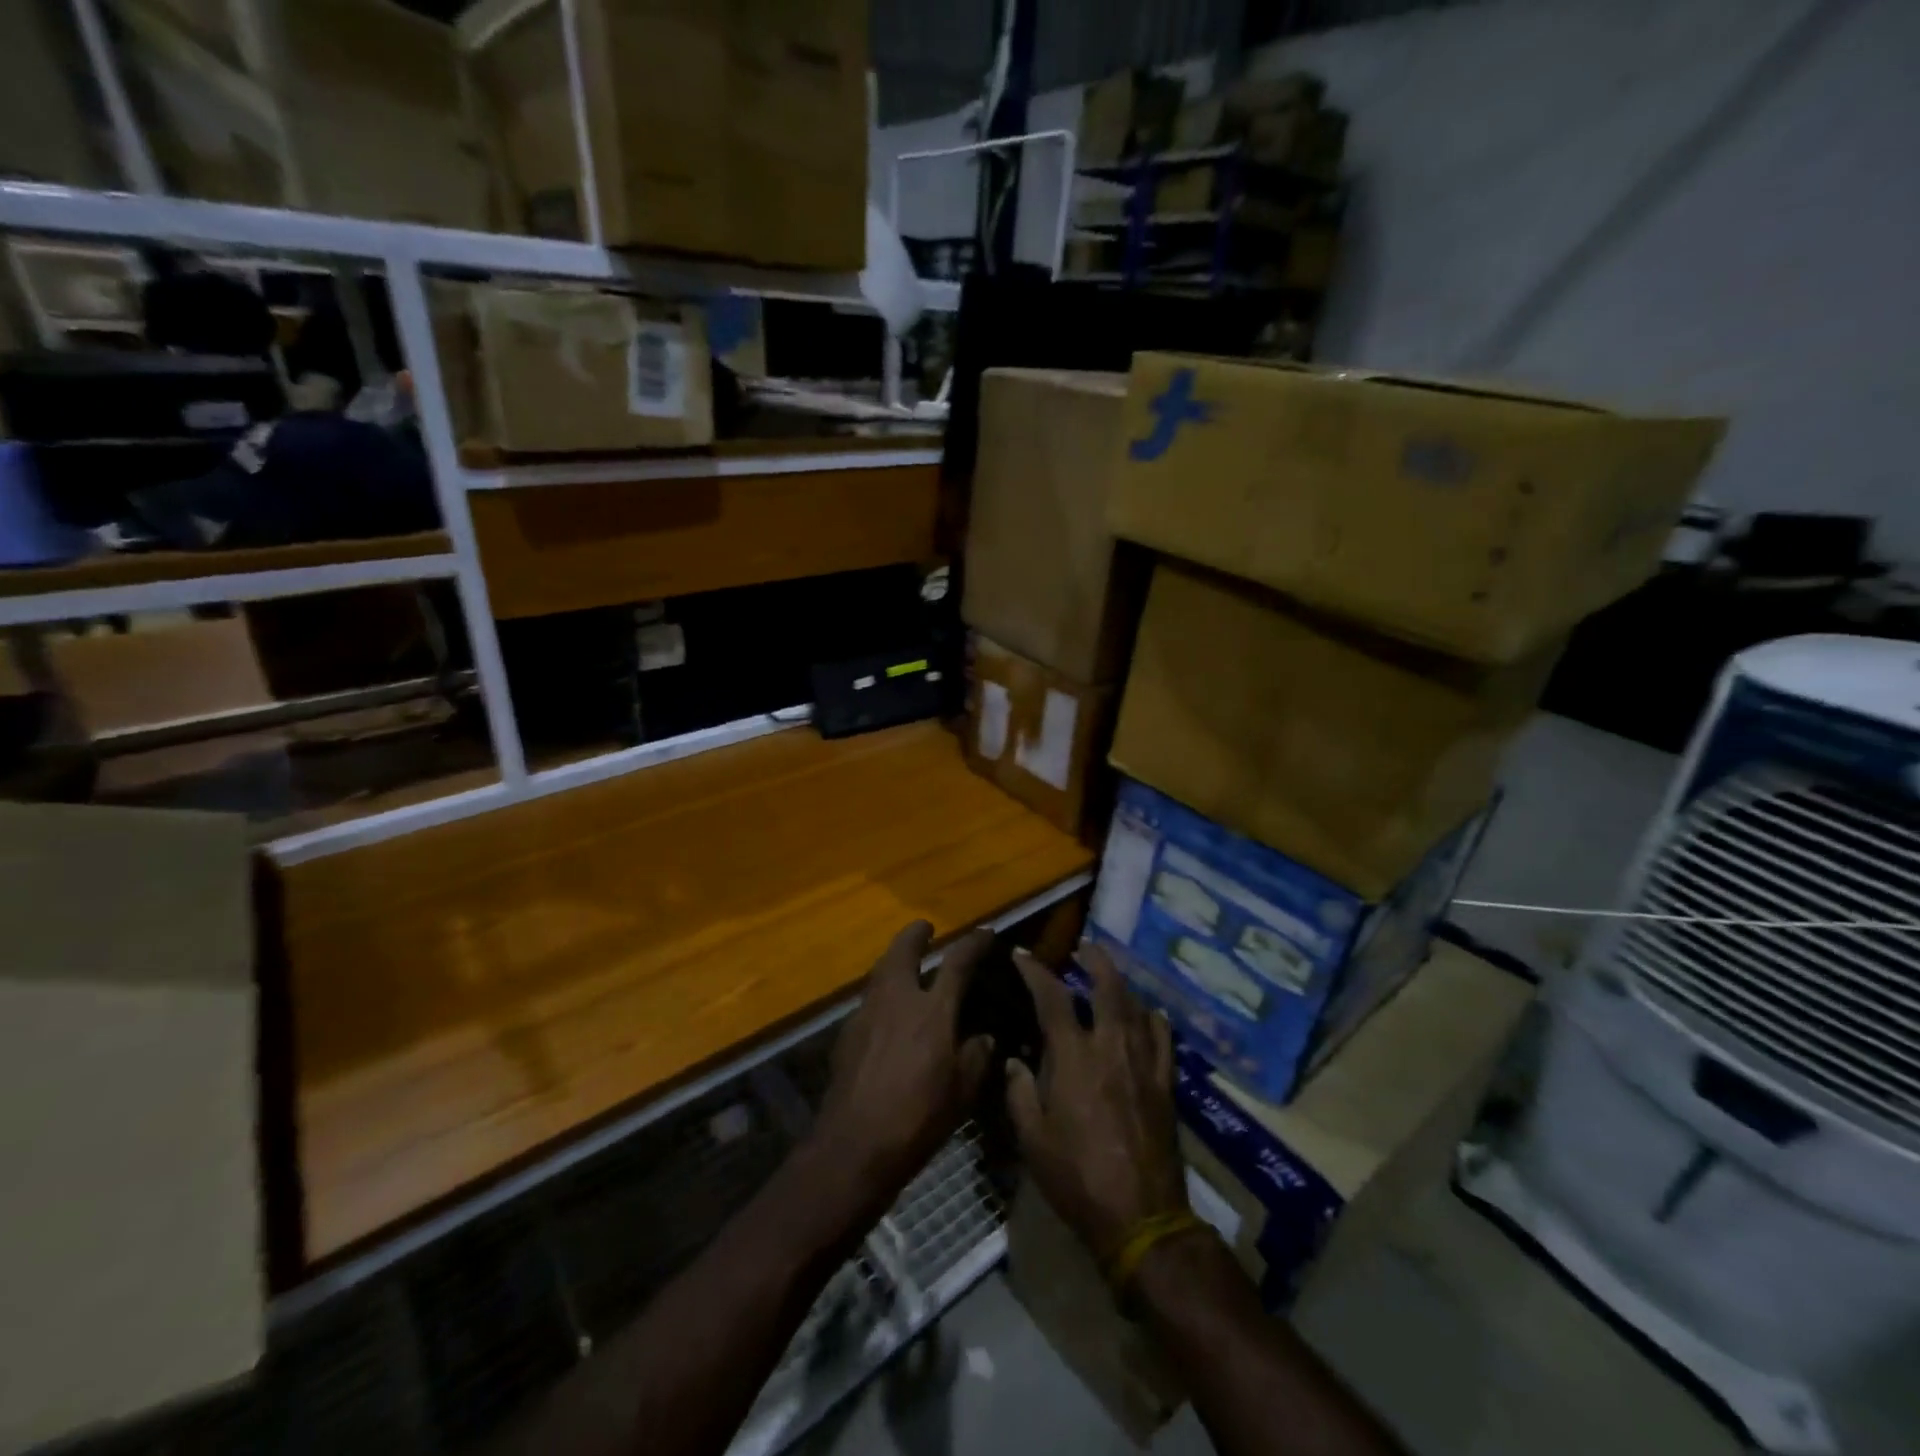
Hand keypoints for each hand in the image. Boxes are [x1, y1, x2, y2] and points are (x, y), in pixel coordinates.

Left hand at [807, 921, 995, 1217]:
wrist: (854, 1146)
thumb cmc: (917, 1119)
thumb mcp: (961, 1093)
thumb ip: (975, 1058)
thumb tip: (983, 1037)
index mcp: (932, 1010)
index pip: (957, 963)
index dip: (973, 943)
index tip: (985, 933)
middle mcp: (896, 1000)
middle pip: (902, 951)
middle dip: (915, 935)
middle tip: (925, 928)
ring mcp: (866, 1015)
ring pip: (880, 973)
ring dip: (893, 961)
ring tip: (905, 965)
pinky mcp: (846, 1036)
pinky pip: (867, 1001)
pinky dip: (880, 995)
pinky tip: (886, 1014)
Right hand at [1007, 943, 1188, 1260]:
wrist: (1141, 1218)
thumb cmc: (1078, 1178)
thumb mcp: (1033, 1140)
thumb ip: (1020, 1093)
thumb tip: (1013, 1062)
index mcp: (1073, 1057)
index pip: (1051, 998)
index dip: (1034, 971)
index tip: (1021, 954)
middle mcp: (1110, 1047)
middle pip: (1107, 987)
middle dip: (1094, 960)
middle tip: (1083, 948)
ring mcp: (1143, 1063)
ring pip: (1136, 1007)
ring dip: (1121, 984)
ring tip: (1109, 975)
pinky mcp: (1165, 1084)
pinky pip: (1163, 1039)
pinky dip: (1154, 1019)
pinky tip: (1149, 1015)